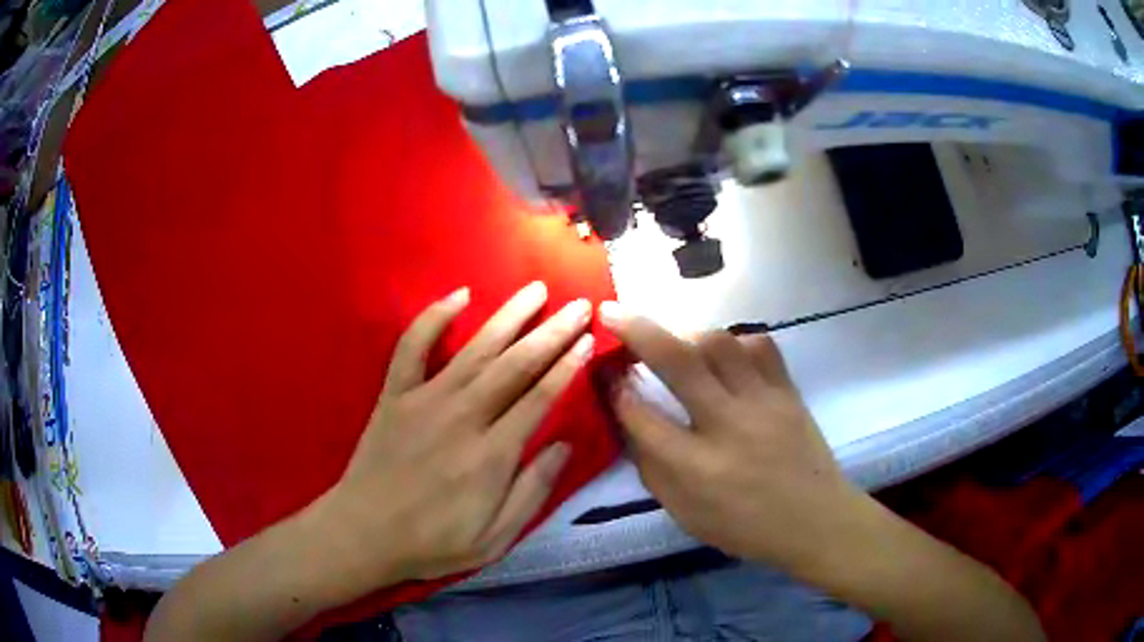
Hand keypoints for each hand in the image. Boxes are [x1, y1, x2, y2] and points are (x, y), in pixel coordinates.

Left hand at [316, 282, 594, 593]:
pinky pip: (412, 347)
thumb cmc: (432, 542)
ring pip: (474, 348)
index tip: (587, 340)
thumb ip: (532, 492)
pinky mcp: (394, 394)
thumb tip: (564, 445)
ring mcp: (424, 399)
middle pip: (515, 365)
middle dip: (551, 332)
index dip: (567, 367)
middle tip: (578, 305)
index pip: (539, 398)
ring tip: (536, 289)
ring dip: (509, 316)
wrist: (363, 533)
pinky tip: (459, 295)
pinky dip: (433, 318)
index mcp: (491, 455)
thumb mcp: (494, 539)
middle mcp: (462, 416)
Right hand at [600, 303, 862, 572]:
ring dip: (688, 333)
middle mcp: (728, 426)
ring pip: (721, 344)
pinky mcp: (788, 391)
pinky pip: (761, 347)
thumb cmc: (746, 528)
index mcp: (696, 468)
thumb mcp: (686, 515)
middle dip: (638, 331)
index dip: (616, 391)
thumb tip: (630, 423)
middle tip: (613, 312)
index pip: (642, 416)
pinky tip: (726, 354)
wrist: (815, 521)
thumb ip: (653, 470)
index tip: (606, 375)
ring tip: (674, 339)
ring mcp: (763, 403)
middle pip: (678, 362)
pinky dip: (737, 342)